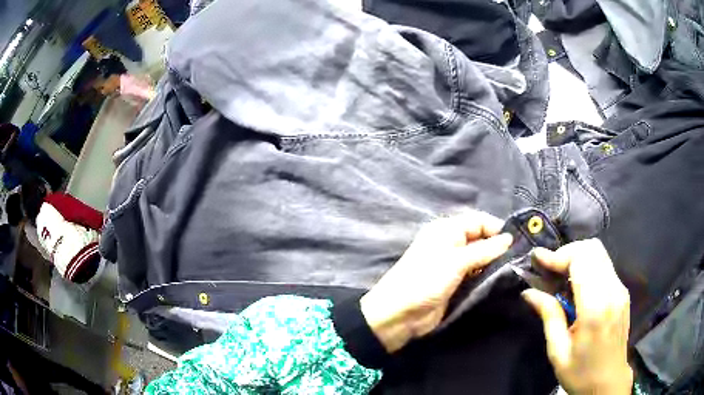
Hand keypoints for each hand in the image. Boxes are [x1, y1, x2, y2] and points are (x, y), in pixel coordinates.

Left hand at [360, 211, 512, 352]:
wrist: (400, 314)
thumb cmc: (426, 280)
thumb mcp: (456, 261)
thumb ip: (485, 249)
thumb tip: (509, 238)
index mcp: (447, 230)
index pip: (479, 220)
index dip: (497, 228)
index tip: (518, 242)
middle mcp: (451, 243)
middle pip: (481, 238)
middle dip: (499, 246)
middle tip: (521, 257)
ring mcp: (454, 264)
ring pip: (481, 257)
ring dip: (495, 262)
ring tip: (515, 268)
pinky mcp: (456, 282)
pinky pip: (476, 273)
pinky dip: (487, 275)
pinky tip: (501, 279)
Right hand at [522, 239, 632, 394]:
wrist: (608, 383)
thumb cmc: (581, 373)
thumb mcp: (558, 352)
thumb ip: (549, 317)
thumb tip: (529, 292)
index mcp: (595, 308)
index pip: (581, 259)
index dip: (558, 255)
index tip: (538, 259)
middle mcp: (613, 291)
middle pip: (592, 249)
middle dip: (568, 252)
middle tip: (549, 269)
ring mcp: (621, 290)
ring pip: (600, 254)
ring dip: (578, 258)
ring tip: (560, 277)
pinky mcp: (623, 292)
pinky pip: (605, 266)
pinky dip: (588, 267)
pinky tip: (577, 287)